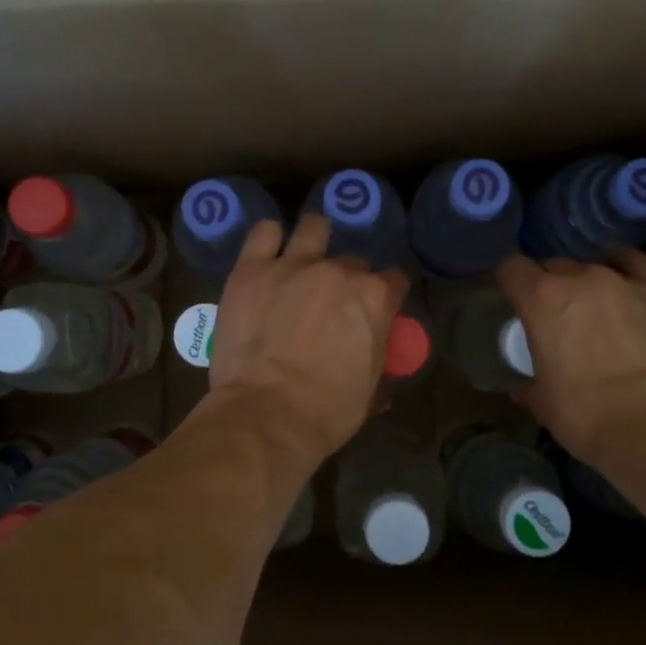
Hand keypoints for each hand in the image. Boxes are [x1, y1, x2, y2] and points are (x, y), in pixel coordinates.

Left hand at [207, 215, 408, 466]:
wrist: (265, 416)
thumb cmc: (325, 412)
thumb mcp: (369, 393)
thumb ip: (379, 366)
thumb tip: (380, 367)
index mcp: (374, 299)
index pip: (394, 280)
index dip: (386, 294)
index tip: (376, 309)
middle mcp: (338, 271)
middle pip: (352, 262)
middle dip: (346, 279)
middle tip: (330, 303)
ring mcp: (293, 265)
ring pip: (313, 228)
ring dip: (314, 241)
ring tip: (303, 260)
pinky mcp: (251, 270)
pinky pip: (264, 233)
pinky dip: (269, 239)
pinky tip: (268, 253)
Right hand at [496, 248, 645, 475]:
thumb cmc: (587, 416)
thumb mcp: (542, 403)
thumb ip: (527, 384)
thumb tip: (522, 385)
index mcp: (542, 300)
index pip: (511, 268)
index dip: (508, 282)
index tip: (511, 300)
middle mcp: (581, 278)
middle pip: (554, 267)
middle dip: (548, 287)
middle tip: (554, 317)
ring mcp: (625, 281)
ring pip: (594, 267)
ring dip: (586, 285)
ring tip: (593, 309)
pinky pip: (637, 265)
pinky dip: (625, 269)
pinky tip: (624, 283)